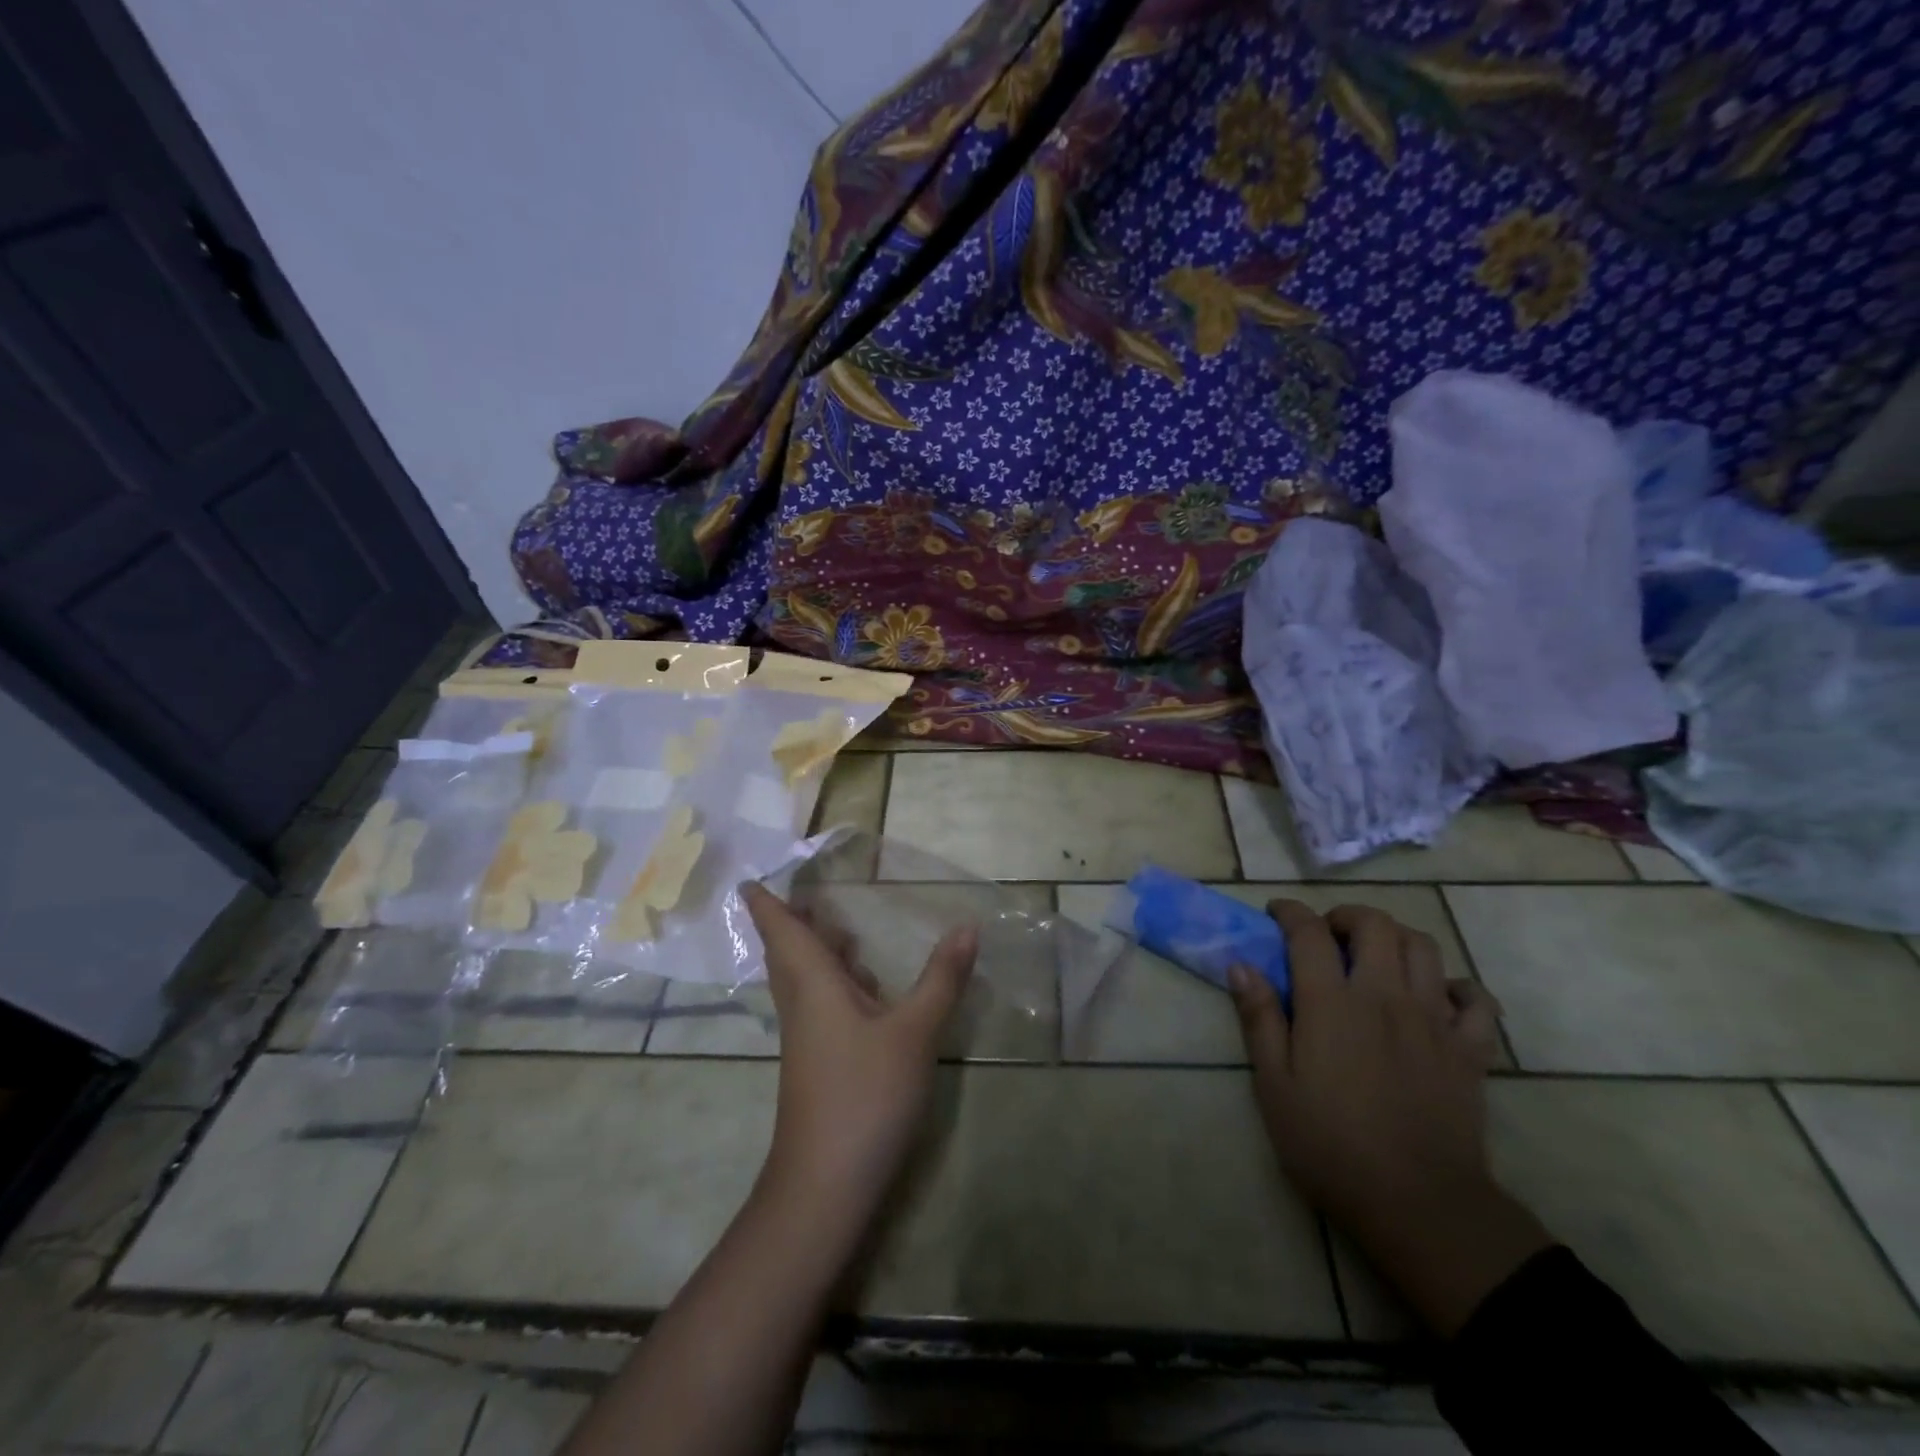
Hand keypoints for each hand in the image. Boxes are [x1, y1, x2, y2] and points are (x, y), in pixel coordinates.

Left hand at [743, 881, 975, 1224]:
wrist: (826, 1183)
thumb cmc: (864, 1093)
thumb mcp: (914, 1032)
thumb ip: (941, 978)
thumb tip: (967, 925)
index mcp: (813, 985)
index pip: (781, 932)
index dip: (765, 904)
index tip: (749, 880)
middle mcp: (802, 1004)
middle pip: (788, 952)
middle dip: (792, 921)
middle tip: (805, 891)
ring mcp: (808, 1037)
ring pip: (803, 980)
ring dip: (815, 950)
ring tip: (839, 927)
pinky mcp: (819, 1061)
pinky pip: (819, 1004)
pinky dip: (835, 981)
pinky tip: (865, 987)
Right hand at [1229, 900, 1551, 1336]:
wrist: (1419, 1204)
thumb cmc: (1330, 1145)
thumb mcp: (1274, 1085)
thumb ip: (1259, 1019)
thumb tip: (1241, 966)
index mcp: (1331, 1003)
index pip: (1309, 932)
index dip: (1290, 913)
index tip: (1276, 914)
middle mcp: (1384, 996)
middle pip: (1375, 924)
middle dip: (1347, 916)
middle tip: (1328, 936)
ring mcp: (1433, 1020)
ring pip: (1424, 947)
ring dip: (1396, 939)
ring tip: (1376, 958)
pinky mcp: (1470, 1050)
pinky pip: (1476, 999)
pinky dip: (1456, 987)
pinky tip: (1436, 998)